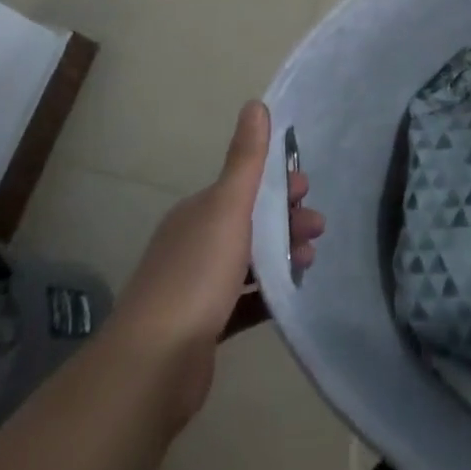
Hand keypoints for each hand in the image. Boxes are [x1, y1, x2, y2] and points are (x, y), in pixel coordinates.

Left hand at [113, 102, 325, 423]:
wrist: (153, 366)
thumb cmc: (196, 274)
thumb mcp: (228, 207)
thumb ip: (246, 159)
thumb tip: (255, 103)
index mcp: (198, 212)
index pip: (243, 187)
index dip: (277, 184)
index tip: (307, 190)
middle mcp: (194, 243)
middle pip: (249, 222)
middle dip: (286, 219)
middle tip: (318, 229)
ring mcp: (196, 288)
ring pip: (249, 261)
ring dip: (281, 254)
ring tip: (310, 261)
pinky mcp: (203, 328)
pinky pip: (244, 300)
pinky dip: (268, 292)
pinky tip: (290, 294)